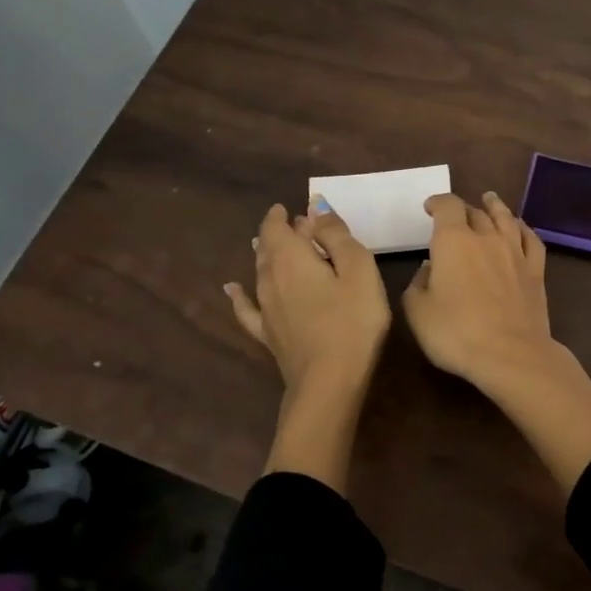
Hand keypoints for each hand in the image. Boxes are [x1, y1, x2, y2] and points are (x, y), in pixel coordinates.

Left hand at [225, 201, 390, 392]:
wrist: (328, 382)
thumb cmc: (352, 321)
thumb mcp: (358, 269)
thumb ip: (337, 236)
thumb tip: (315, 207)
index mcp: (291, 258)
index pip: (276, 227)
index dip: (281, 215)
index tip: (289, 208)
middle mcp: (269, 278)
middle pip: (266, 247)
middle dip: (277, 233)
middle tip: (293, 226)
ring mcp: (264, 308)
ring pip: (258, 272)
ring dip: (265, 255)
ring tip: (268, 246)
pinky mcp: (266, 334)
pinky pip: (246, 307)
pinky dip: (239, 295)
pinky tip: (232, 290)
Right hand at [402, 191, 553, 388]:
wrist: (511, 354)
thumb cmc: (456, 333)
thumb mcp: (418, 312)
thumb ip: (418, 285)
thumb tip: (429, 269)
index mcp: (453, 241)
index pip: (447, 207)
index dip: (437, 203)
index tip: (429, 207)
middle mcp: (486, 238)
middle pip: (475, 212)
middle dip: (462, 209)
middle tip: (454, 215)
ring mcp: (515, 253)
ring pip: (505, 219)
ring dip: (495, 207)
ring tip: (490, 200)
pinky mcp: (535, 272)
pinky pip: (531, 240)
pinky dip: (523, 229)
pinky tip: (520, 228)